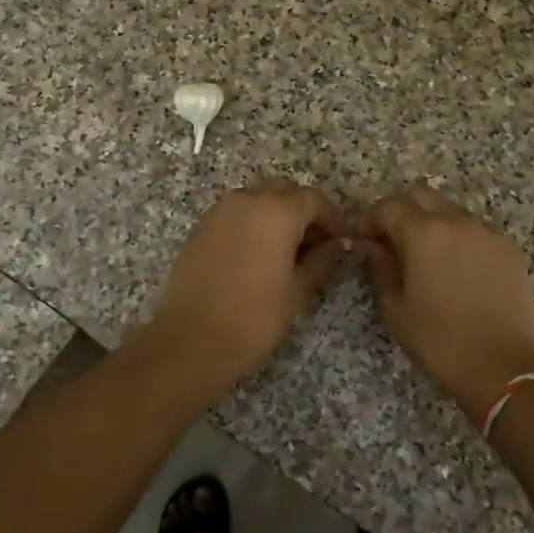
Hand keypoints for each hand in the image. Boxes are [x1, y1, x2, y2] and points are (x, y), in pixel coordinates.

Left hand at [140, 180, 352, 388]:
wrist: (190, 340)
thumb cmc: (254, 317)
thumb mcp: (298, 291)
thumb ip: (322, 260)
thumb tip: (338, 245)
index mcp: (276, 210)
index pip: (314, 200)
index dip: (333, 219)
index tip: (343, 243)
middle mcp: (247, 199)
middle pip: (284, 192)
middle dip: (304, 213)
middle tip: (317, 246)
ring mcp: (219, 211)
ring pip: (258, 200)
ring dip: (277, 216)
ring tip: (288, 253)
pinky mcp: (200, 227)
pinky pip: (236, 214)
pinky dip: (253, 224)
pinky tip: (258, 256)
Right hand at [359, 184, 533, 426]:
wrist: (504, 367)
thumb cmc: (440, 341)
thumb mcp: (396, 309)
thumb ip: (380, 268)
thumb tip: (371, 247)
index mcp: (424, 233)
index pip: (387, 207)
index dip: (369, 221)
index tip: (362, 241)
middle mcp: (457, 221)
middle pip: (421, 196)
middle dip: (400, 212)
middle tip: (390, 242)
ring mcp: (488, 232)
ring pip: (450, 210)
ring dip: (431, 223)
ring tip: (424, 257)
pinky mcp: (509, 249)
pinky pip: (475, 230)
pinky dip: (458, 238)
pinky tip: (456, 270)